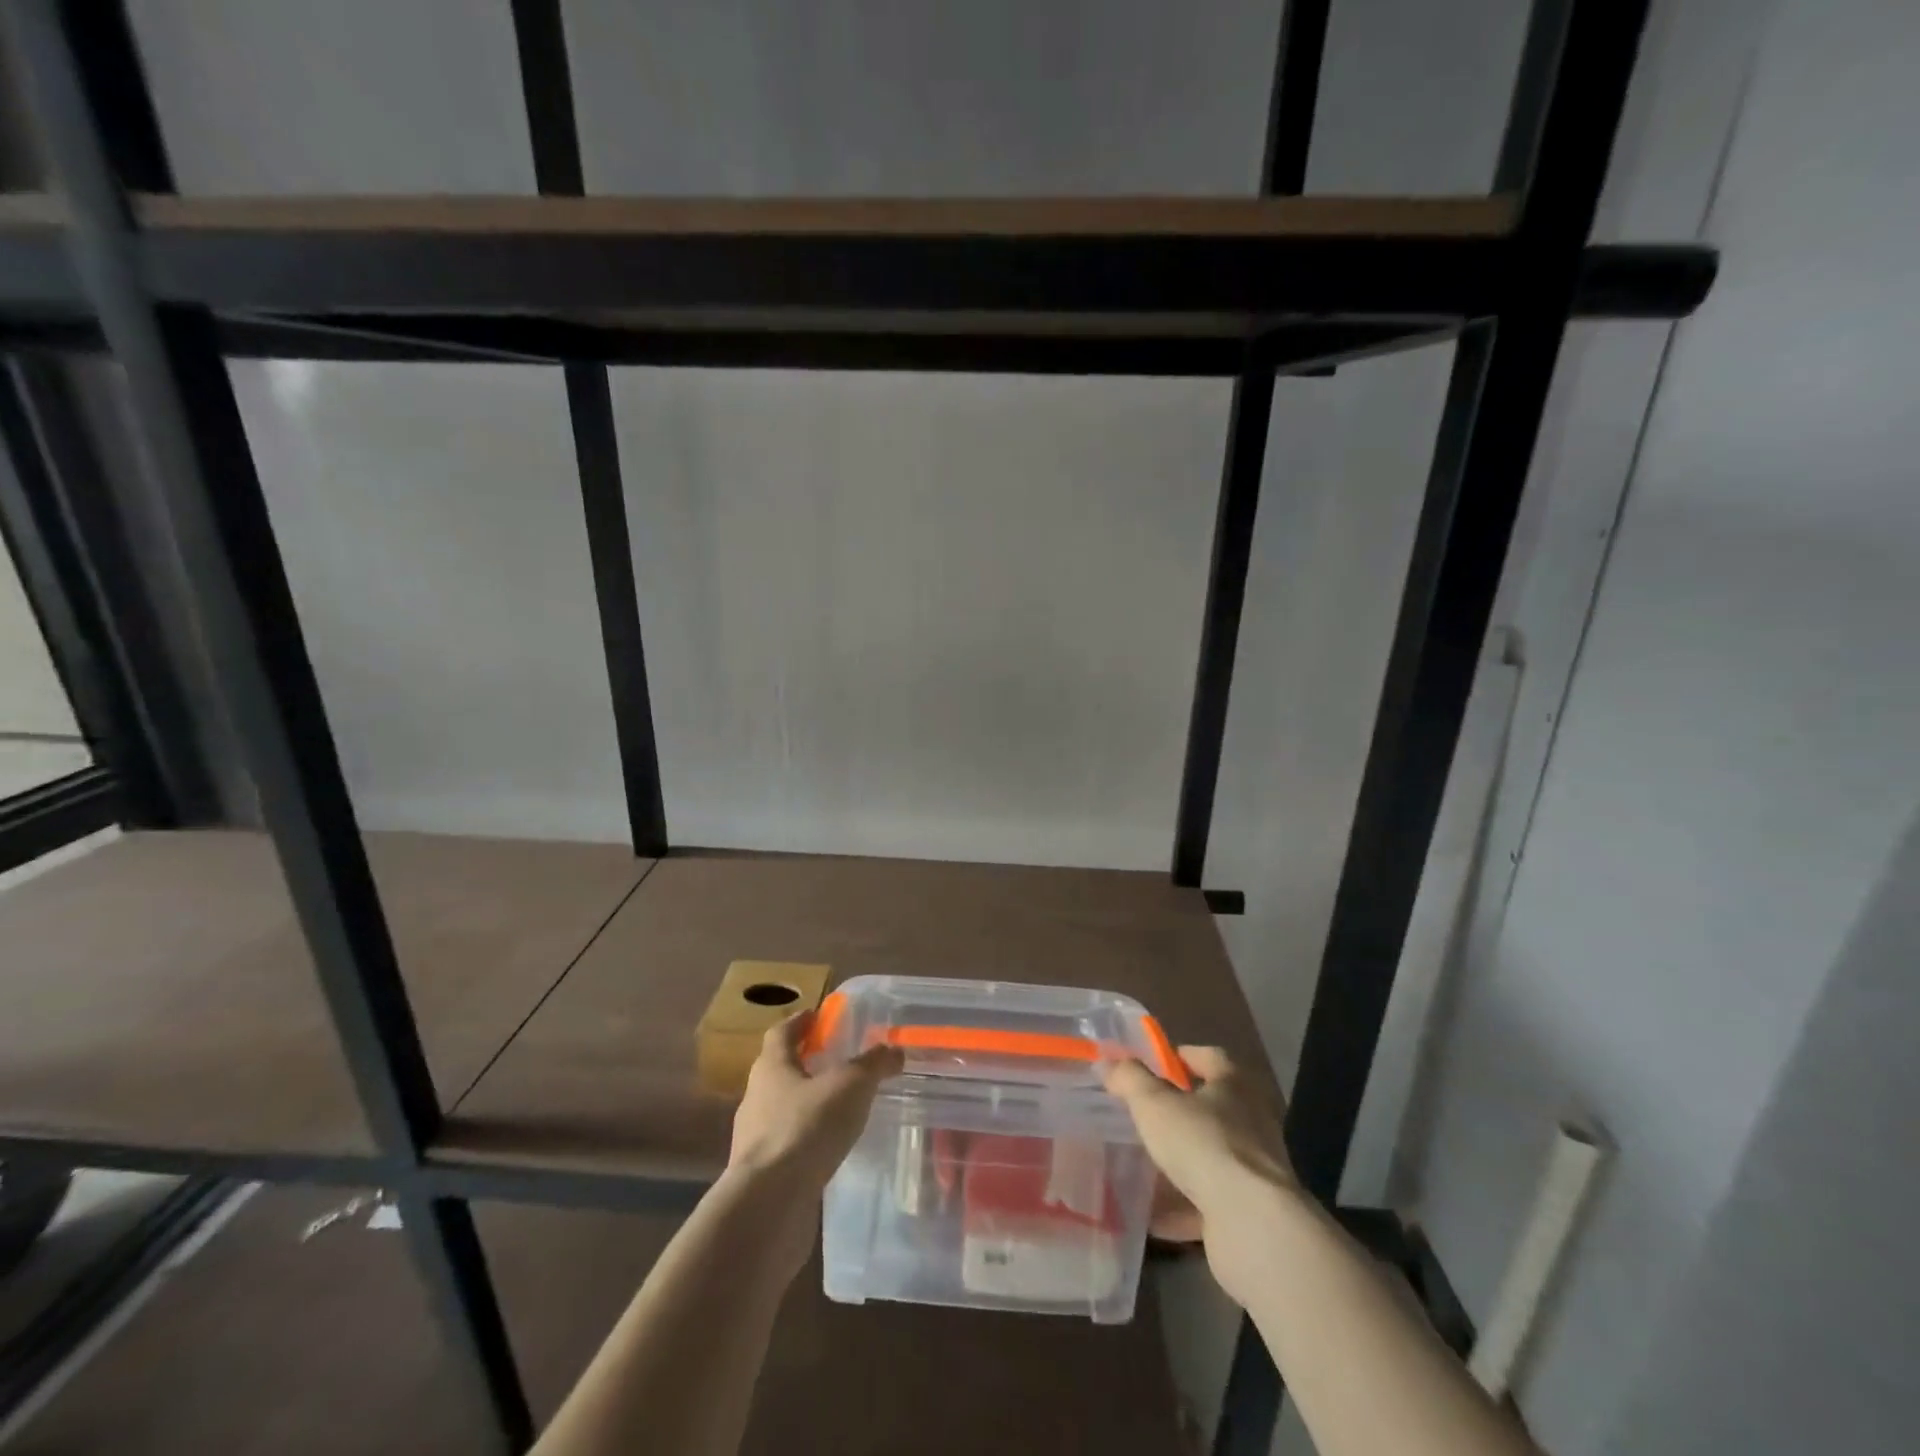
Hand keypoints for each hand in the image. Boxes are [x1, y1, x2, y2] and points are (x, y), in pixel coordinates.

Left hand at [729, 1011, 903, 1191]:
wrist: (768, 1205)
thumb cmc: (806, 1128)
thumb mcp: (850, 1086)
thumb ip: (873, 1065)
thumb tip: (894, 1049)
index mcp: (772, 1066)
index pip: (782, 1033)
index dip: (801, 1022)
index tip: (819, 1016)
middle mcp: (756, 1096)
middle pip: (779, 1069)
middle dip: (805, 1062)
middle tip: (836, 1061)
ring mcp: (755, 1137)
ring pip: (782, 1108)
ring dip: (806, 1103)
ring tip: (839, 1107)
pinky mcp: (761, 1173)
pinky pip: (787, 1144)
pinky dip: (806, 1139)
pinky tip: (829, 1148)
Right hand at [1103, 1045, 1302, 1306]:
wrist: (1252, 1224)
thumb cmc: (1203, 1144)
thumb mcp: (1154, 1103)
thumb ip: (1130, 1079)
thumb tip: (1110, 1063)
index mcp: (1235, 1085)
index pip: (1211, 1057)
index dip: (1182, 1057)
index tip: (1155, 1065)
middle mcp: (1253, 1121)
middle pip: (1214, 1107)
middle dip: (1181, 1111)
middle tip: (1145, 1114)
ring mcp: (1255, 1168)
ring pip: (1212, 1155)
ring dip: (1184, 1160)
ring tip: (1147, 1163)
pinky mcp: (1252, 1210)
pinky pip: (1211, 1201)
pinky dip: (1185, 1206)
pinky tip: (1155, 1214)